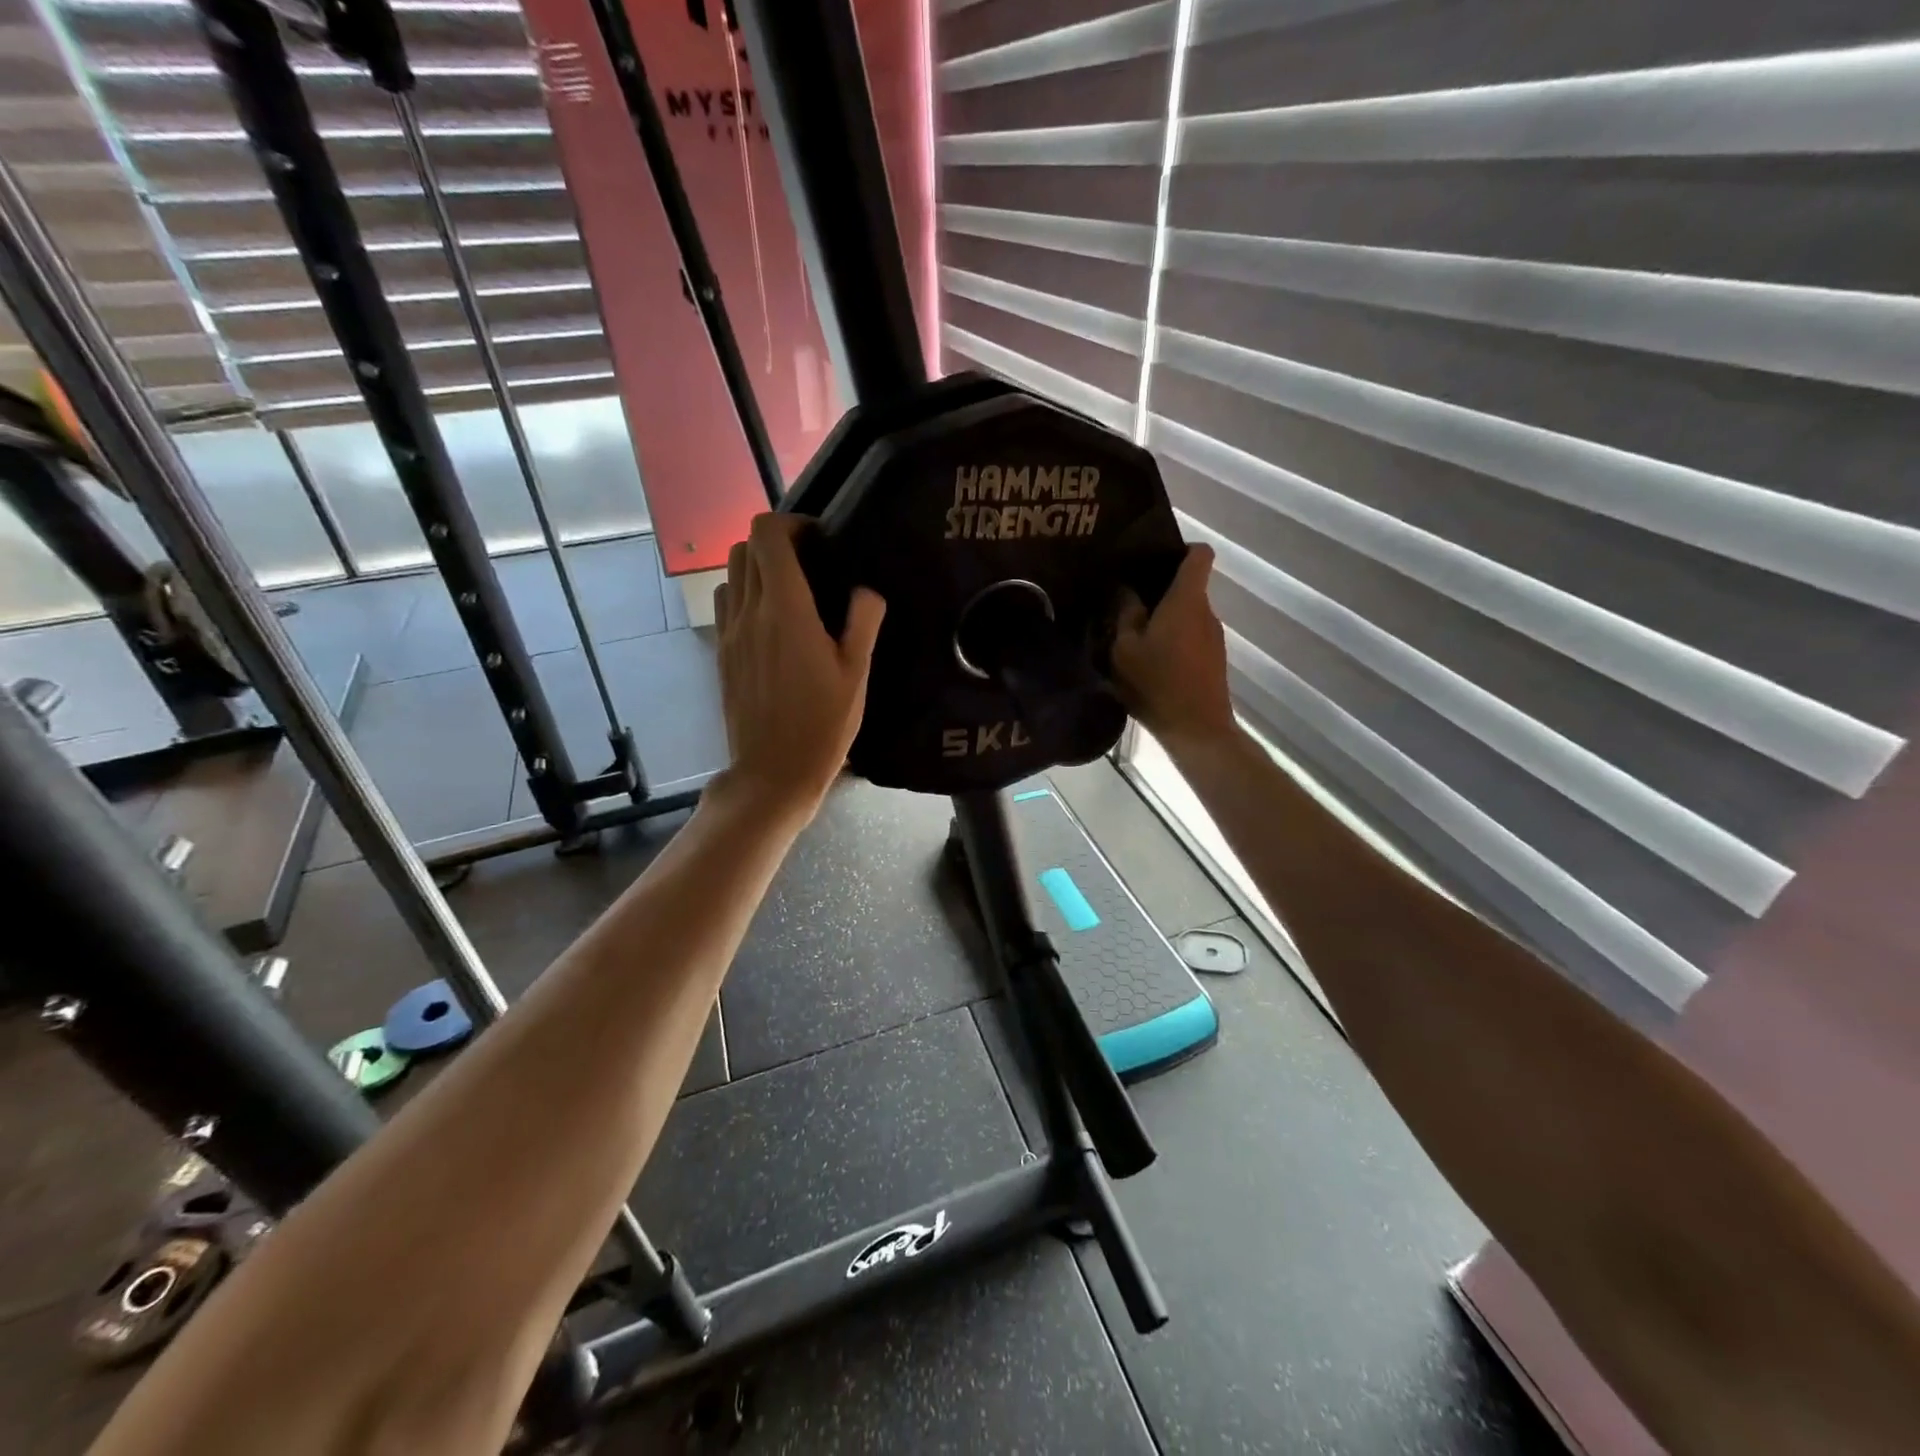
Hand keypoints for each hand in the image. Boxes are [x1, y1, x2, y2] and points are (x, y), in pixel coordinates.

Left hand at [713, 513, 884, 821]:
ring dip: (757, 568)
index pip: (767, 535)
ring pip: (730, 573)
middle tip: (809, 564)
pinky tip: (769, 620)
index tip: (819, 541)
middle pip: (744, 547)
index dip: (792, 524)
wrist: (772, 772)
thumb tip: (865, 590)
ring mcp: (729, 632)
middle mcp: (750, 612)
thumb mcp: (856, 675)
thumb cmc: (822, 725)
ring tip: (789, 591)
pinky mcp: (721, 652)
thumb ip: (863, 622)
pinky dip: (743, 594)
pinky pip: (725, 603)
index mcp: (786, 610)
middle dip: (775, 543)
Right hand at [1112, 544, 1234, 748]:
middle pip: (1189, 587)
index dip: (1180, 549)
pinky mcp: (1213, 660)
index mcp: (1186, 600)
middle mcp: (1206, 612)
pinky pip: (1192, 637)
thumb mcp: (1125, 649)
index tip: (1153, 560)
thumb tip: (1126, 590)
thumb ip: (1126, 614)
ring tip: (1135, 637)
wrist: (1196, 730)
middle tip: (1127, 603)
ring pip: (1188, 615)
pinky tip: (1151, 662)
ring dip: (1165, 621)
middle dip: (1161, 591)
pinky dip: (1174, 641)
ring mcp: (1214, 637)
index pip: (1200, 554)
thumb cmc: (1157, 683)